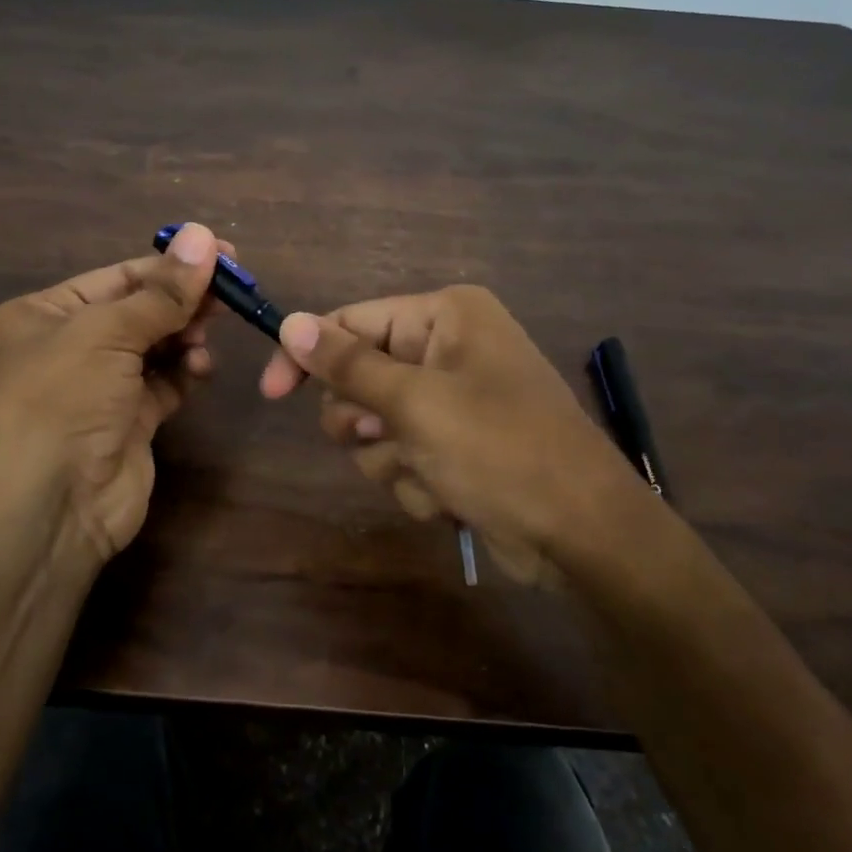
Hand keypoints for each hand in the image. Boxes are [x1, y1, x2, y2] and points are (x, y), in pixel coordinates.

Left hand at [0, 223, 225, 571]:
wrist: (47, 510)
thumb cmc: (61, 400)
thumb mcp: (106, 333)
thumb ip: (161, 292)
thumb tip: (204, 235)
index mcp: (44, 316)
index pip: (116, 278)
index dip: (169, 265)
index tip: (222, 252)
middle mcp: (68, 348)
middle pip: (138, 310)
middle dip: (182, 300)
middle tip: (232, 289)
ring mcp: (99, 388)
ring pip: (155, 347)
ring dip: (184, 336)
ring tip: (207, 333)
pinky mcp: (128, 423)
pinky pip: (164, 384)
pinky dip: (185, 373)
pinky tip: (200, 369)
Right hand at [259, 285, 648, 583]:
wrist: (580, 534)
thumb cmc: (500, 450)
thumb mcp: (415, 403)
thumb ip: (347, 364)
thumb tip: (289, 322)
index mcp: (445, 317)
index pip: (351, 322)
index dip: (308, 356)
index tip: (271, 394)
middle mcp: (447, 348)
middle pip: (358, 378)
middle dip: (366, 420)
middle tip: (389, 436)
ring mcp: (452, 400)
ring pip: (374, 426)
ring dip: (392, 459)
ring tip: (433, 472)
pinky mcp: (455, 446)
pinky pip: (402, 457)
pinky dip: (416, 481)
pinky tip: (451, 496)